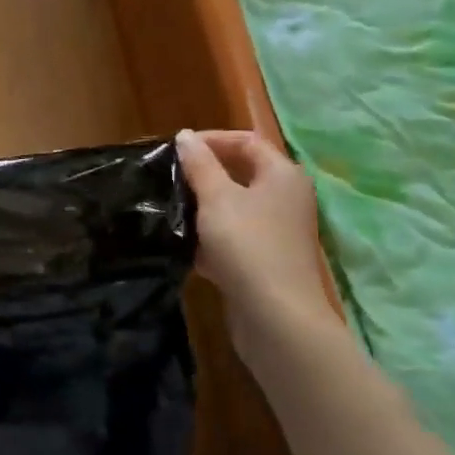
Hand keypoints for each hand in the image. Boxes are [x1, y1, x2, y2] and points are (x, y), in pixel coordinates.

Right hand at [176, 129, 338, 369]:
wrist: (277, 319)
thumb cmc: (248, 245)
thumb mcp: (217, 198)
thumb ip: (199, 164)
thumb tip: (186, 136)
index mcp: (282, 175)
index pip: (246, 141)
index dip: (211, 140)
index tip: (176, 150)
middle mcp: (285, 198)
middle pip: (241, 174)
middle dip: (203, 175)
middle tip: (169, 178)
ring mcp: (277, 232)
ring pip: (234, 209)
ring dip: (203, 208)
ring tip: (169, 209)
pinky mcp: (265, 261)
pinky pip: (234, 239)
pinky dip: (210, 239)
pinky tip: (183, 247)